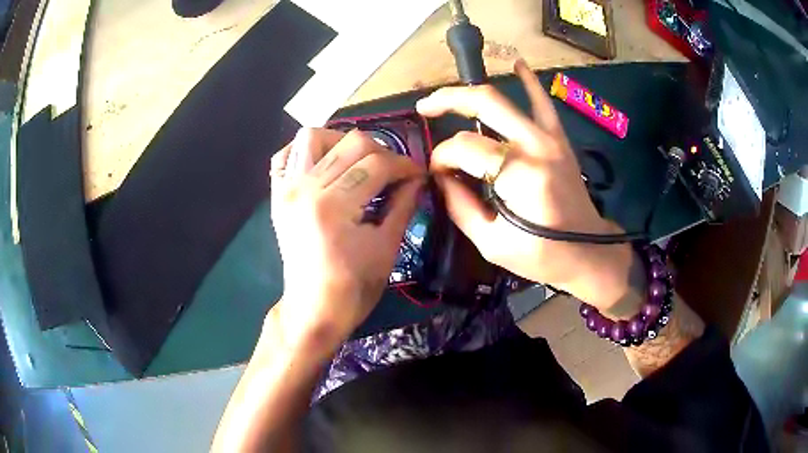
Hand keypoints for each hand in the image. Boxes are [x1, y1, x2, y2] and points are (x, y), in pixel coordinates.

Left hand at [269, 128, 422, 351]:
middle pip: (351, 143)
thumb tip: (418, 178)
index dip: (405, 165)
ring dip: (342, 142)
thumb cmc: (354, 288)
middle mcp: (306, 187)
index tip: (419, 173)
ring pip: (314, 137)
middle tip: (394, 171)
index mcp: (334, 206)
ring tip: (357, 162)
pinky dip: (305, 151)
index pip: (378, 164)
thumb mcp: (387, 247)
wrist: (313, 309)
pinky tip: (324, 163)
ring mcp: (287, 188)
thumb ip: (403, 204)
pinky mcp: (277, 194)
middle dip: (382, 151)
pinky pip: (285, 155)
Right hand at [417, 60, 632, 311]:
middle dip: (446, 101)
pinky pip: (543, 103)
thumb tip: (441, 177)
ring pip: (504, 98)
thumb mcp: (492, 244)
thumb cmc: (542, 256)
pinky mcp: (559, 140)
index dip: (441, 158)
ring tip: (447, 96)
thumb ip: (460, 206)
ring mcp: (549, 138)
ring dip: (471, 91)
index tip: (437, 174)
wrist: (589, 252)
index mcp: (517, 176)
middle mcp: (533, 146)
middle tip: (424, 108)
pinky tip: (518, 63)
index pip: (463, 148)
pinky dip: (530, 81)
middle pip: (483, 104)